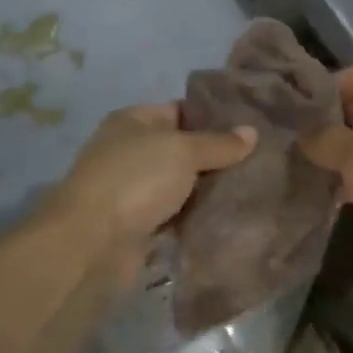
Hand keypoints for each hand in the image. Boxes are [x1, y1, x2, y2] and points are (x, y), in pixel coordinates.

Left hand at [47, 103, 255, 266]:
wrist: (92, 243)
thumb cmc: (136, 180)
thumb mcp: (183, 151)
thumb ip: (218, 142)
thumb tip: (252, 131)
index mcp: (134, 121)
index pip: (180, 110)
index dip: (214, 116)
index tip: (251, 126)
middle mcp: (130, 151)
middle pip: (182, 149)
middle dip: (216, 157)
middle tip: (260, 160)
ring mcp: (132, 190)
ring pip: (180, 185)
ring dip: (208, 191)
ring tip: (253, 188)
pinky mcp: (137, 225)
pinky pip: (175, 216)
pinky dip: (195, 218)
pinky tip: (229, 217)